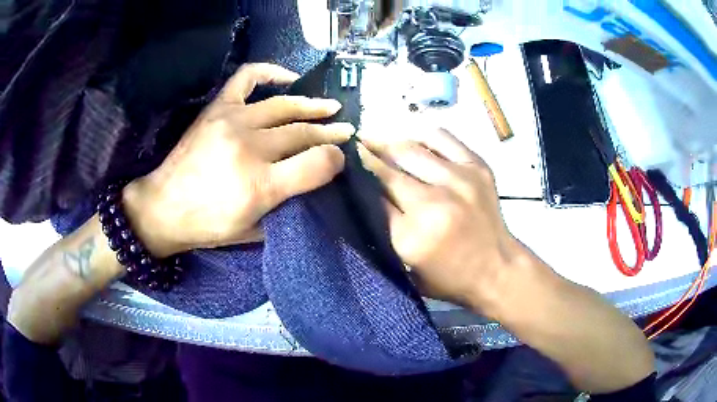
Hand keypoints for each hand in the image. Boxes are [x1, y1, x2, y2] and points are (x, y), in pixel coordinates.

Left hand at [125, 64, 354, 256]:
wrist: (163, 207)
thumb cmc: (207, 226)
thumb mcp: (253, 232)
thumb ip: (287, 207)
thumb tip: (313, 180)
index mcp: (261, 186)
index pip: (317, 164)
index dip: (336, 160)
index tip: (341, 158)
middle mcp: (250, 148)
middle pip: (304, 133)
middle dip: (331, 133)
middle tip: (346, 131)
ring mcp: (232, 122)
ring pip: (285, 106)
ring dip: (313, 105)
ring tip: (331, 106)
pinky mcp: (217, 109)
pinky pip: (248, 77)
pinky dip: (271, 72)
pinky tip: (288, 79)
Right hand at [359, 129, 520, 314]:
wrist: (497, 269)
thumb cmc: (450, 277)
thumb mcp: (407, 267)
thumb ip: (385, 231)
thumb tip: (364, 193)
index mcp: (412, 236)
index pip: (372, 198)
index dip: (356, 180)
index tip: (343, 168)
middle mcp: (433, 203)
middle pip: (387, 170)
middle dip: (365, 156)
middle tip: (353, 147)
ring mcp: (458, 180)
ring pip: (410, 149)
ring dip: (387, 143)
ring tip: (374, 138)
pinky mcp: (476, 167)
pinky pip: (442, 138)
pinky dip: (421, 135)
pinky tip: (410, 138)